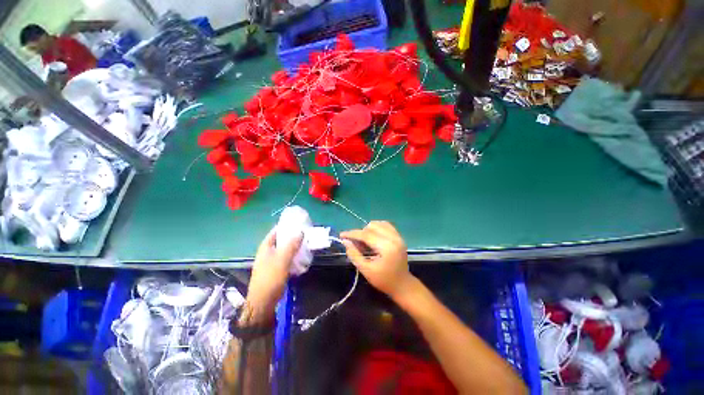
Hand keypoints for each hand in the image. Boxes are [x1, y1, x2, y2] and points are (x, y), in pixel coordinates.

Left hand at [246, 229, 301, 321]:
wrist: (263, 302)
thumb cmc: (271, 278)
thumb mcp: (282, 259)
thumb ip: (291, 245)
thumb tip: (300, 231)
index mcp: (266, 246)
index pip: (276, 231)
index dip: (287, 226)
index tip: (299, 224)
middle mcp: (267, 252)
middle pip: (281, 240)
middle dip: (293, 237)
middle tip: (305, 234)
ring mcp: (271, 261)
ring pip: (284, 249)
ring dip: (294, 247)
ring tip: (306, 244)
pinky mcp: (276, 269)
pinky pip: (286, 258)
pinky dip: (293, 256)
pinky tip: (301, 257)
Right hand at [340, 221, 413, 299]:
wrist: (402, 284)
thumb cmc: (383, 280)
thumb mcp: (366, 270)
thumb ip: (354, 255)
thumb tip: (345, 241)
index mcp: (386, 247)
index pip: (366, 235)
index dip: (352, 234)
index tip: (342, 235)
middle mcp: (393, 238)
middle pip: (372, 226)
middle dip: (361, 233)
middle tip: (356, 244)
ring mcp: (398, 236)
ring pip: (379, 223)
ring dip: (369, 229)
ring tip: (365, 241)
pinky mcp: (399, 236)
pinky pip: (386, 225)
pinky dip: (377, 228)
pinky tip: (373, 236)